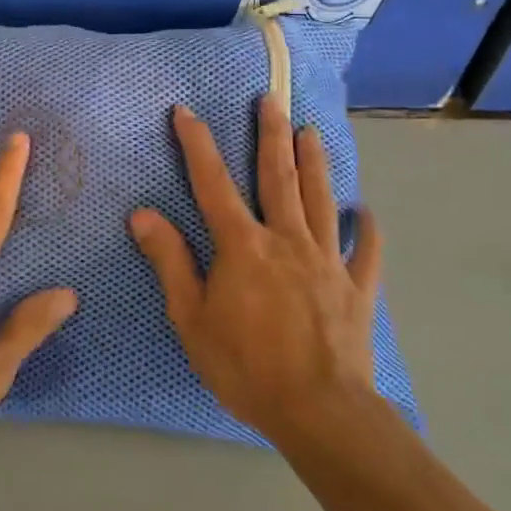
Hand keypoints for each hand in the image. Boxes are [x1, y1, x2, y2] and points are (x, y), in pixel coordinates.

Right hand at [130, 96, 382, 442]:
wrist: (320, 411)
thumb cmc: (245, 366)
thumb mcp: (191, 317)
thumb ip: (170, 261)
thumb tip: (143, 213)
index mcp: (243, 245)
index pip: (212, 183)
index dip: (197, 145)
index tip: (185, 112)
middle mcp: (287, 239)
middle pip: (278, 177)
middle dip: (270, 135)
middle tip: (271, 99)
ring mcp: (328, 261)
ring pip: (321, 200)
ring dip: (315, 163)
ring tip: (312, 132)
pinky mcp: (357, 288)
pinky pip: (366, 251)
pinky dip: (366, 229)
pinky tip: (366, 210)